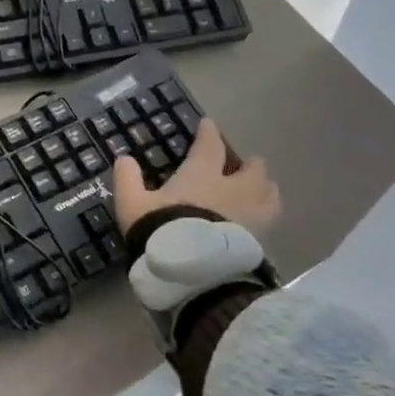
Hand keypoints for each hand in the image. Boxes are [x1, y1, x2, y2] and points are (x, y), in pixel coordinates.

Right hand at [112, 120, 280, 237]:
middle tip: (243, 165)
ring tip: (258, 192)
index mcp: (202, 175)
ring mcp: (252, 215)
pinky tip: (255, 222)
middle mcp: (233, 189)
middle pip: (253, 169)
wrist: (193, 271)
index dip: (209, 133)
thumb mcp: (133, 204)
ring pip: (270, 193)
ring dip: (265, 188)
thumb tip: (124, 158)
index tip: (209, 124)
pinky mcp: (261, 240)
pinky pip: (269, 221)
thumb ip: (128, 179)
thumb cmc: (161, 229)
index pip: (210, 145)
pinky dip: (264, 216)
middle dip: (249, 164)